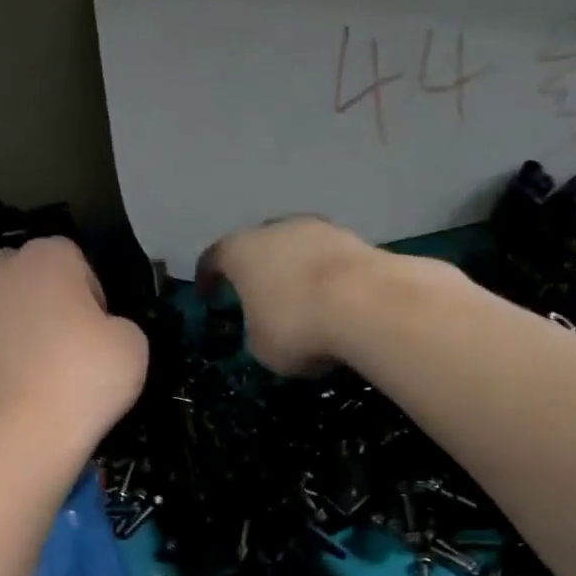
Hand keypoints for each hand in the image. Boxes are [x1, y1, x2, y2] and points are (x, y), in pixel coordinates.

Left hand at [0, 238, 147, 449]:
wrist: (20, 432)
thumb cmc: (83, 382)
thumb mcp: (133, 346)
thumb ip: (116, 322)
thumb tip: (97, 329)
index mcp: (52, 256)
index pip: (77, 262)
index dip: (90, 297)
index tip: (95, 333)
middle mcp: (3, 264)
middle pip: (30, 269)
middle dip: (45, 295)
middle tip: (61, 342)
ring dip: (5, 304)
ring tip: (17, 346)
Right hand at [198, 217, 380, 374]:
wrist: (369, 304)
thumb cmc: (296, 325)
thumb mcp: (260, 346)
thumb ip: (256, 330)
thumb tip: (268, 327)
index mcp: (241, 251)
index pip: (213, 258)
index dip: (207, 277)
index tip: (207, 294)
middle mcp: (277, 229)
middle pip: (259, 245)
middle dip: (257, 269)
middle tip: (257, 294)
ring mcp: (320, 229)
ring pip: (299, 248)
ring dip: (296, 270)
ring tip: (302, 300)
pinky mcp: (358, 239)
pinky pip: (330, 260)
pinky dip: (328, 278)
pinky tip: (335, 303)